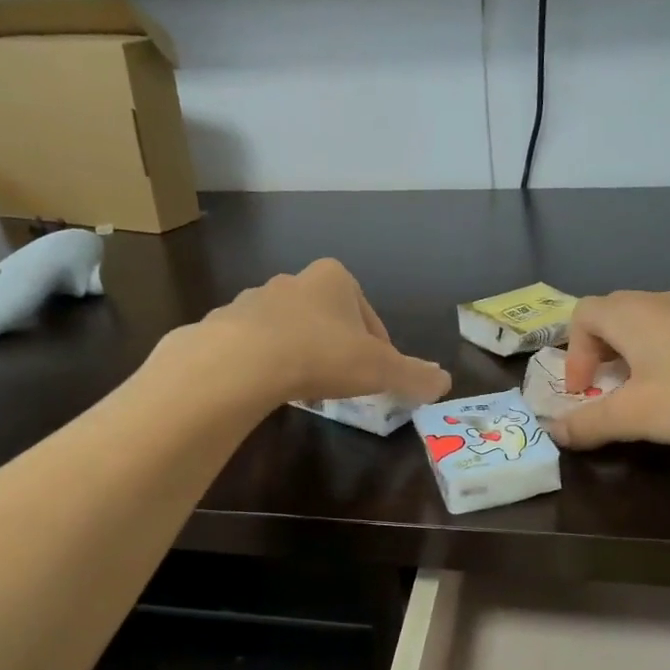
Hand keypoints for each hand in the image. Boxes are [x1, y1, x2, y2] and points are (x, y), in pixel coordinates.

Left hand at [183, 259, 450, 407]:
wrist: (243, 361)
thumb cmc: (323, 355)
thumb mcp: (380, 369)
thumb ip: (414, 375)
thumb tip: (444, 383)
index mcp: (335, 279)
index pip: (368, 315)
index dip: (378, 347)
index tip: (377, 376)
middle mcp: (294, 280)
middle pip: (328, 319)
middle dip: (337, 348)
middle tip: (343, 383)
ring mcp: (254, 300)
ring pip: (290, 330)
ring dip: (301, 354)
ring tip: (306, 389)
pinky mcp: (224, 324)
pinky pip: (255, 346)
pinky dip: (267, 364)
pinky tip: (270, 389)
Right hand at [550, 291, 669, 449]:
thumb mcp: (636, 416)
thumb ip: (589, 423)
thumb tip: (554, 430)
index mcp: (629, 313)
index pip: (581, 316)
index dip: (573, 355)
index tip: (585, 393)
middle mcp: (660, 301)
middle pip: (613, 318)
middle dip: (601, 356)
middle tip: (609, 394)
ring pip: (650, 327)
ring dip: (636, 359)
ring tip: (649, 398)